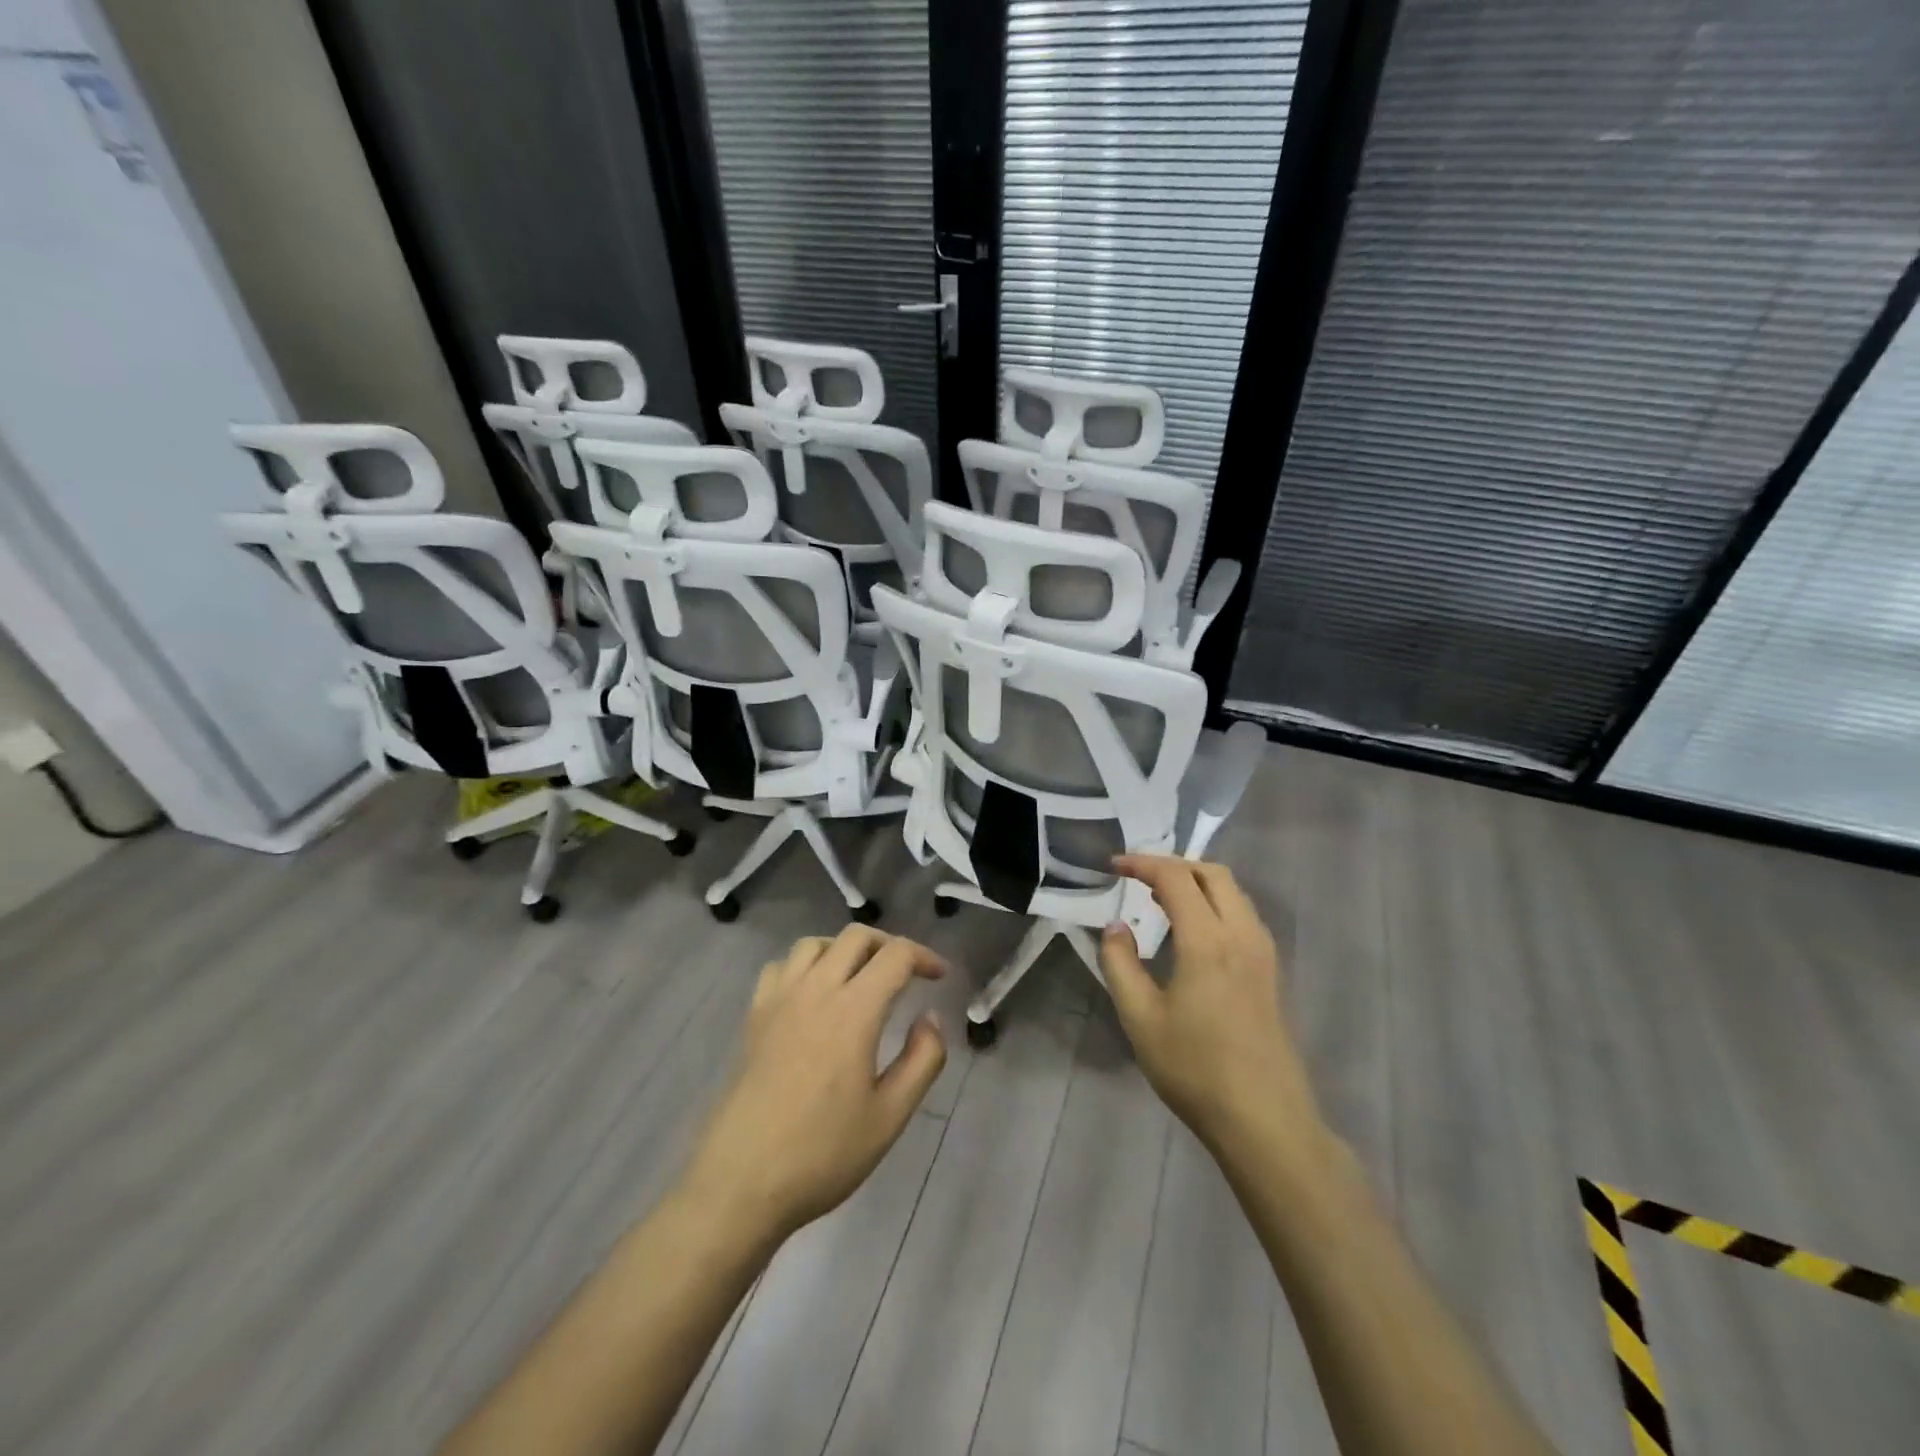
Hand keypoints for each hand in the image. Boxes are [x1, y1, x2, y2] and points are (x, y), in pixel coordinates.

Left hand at [682, 926, 947, 1243]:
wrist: (740, 1183)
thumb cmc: (822, 1154)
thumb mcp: (890, 1117)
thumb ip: (923, 1060)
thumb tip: (930, 1018)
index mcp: (854, 1010)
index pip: (896, 956)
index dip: (924, 957)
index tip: (940, 976)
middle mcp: (815, 990)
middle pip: (856, 937)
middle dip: (888, 945)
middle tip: (907, 973)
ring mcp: (778, 1000)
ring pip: (814, 944)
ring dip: (844, 949)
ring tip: (860, 978)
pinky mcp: (753, 1017)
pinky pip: (780, 967)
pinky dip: (804, 966)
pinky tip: (812, 995)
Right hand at [1100, 855, 1324, 1161]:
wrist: (1264, 1120)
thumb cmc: (1195, 1069)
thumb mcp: (1140, 1019)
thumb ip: (1121, 964)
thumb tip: (1115, 927)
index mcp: (1208, 941)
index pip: (1175, 878)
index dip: (1142, 864)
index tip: (1114, 866)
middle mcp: (1241, 935)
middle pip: (1213, 874)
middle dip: (1174, 864)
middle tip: (1139, 876)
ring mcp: (1263, 954)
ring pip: (1234, 892)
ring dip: (1197, 882)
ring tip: (1161, 898)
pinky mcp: (1271, 973)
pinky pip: (1243, 915)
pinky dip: (1215, 903)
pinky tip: (1194, 929)